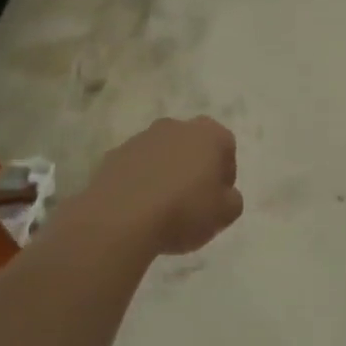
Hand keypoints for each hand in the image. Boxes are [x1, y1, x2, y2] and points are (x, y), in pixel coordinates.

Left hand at [77, 117, 242, 257]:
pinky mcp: (114, 155)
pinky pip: (136, 167)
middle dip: (194, 168)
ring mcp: (141, 138)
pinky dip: (140, 181)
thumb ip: (232, 200)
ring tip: (162, 208)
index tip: (218, 199)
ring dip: (166, 173)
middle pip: (192, 145)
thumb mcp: (225, 214)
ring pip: (162, 154)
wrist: (121, 218)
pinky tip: (138, 209)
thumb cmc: (183, 211)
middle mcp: (175, 126)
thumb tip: (224, 194)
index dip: (225, 174)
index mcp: (208, 134)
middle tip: (193, 202)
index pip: (226, 146)